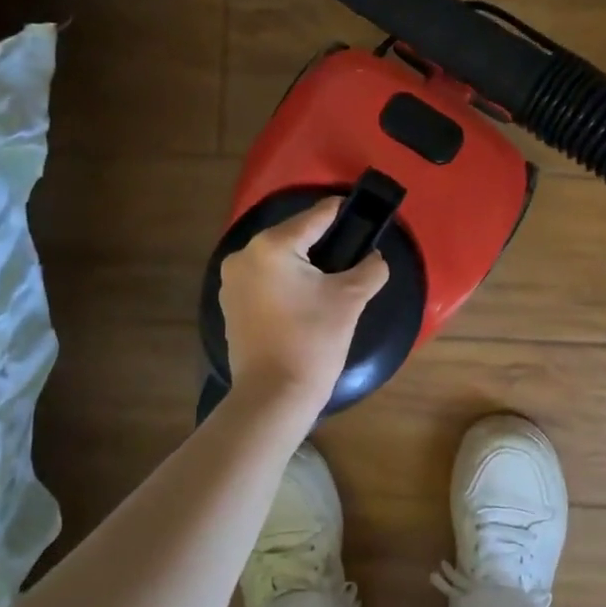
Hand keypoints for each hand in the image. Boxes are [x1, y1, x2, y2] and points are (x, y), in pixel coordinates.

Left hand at [219, 197, 389, 410]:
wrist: (273, 396)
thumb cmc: (312, 341)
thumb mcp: (350, 300)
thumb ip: (369, 269)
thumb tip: (374, 258)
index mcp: (272, 246)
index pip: (315, 217)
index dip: (342, 212)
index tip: (362, 210)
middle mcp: (244, 255)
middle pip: (294, 236)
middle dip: (323, 242)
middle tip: (353, 251)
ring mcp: (232, 281)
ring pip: (278, 259)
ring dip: (304, 263)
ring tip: (333, 276)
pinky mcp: (231, 304)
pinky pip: (265, 279)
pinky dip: (286, 281)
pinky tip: (306, 297)